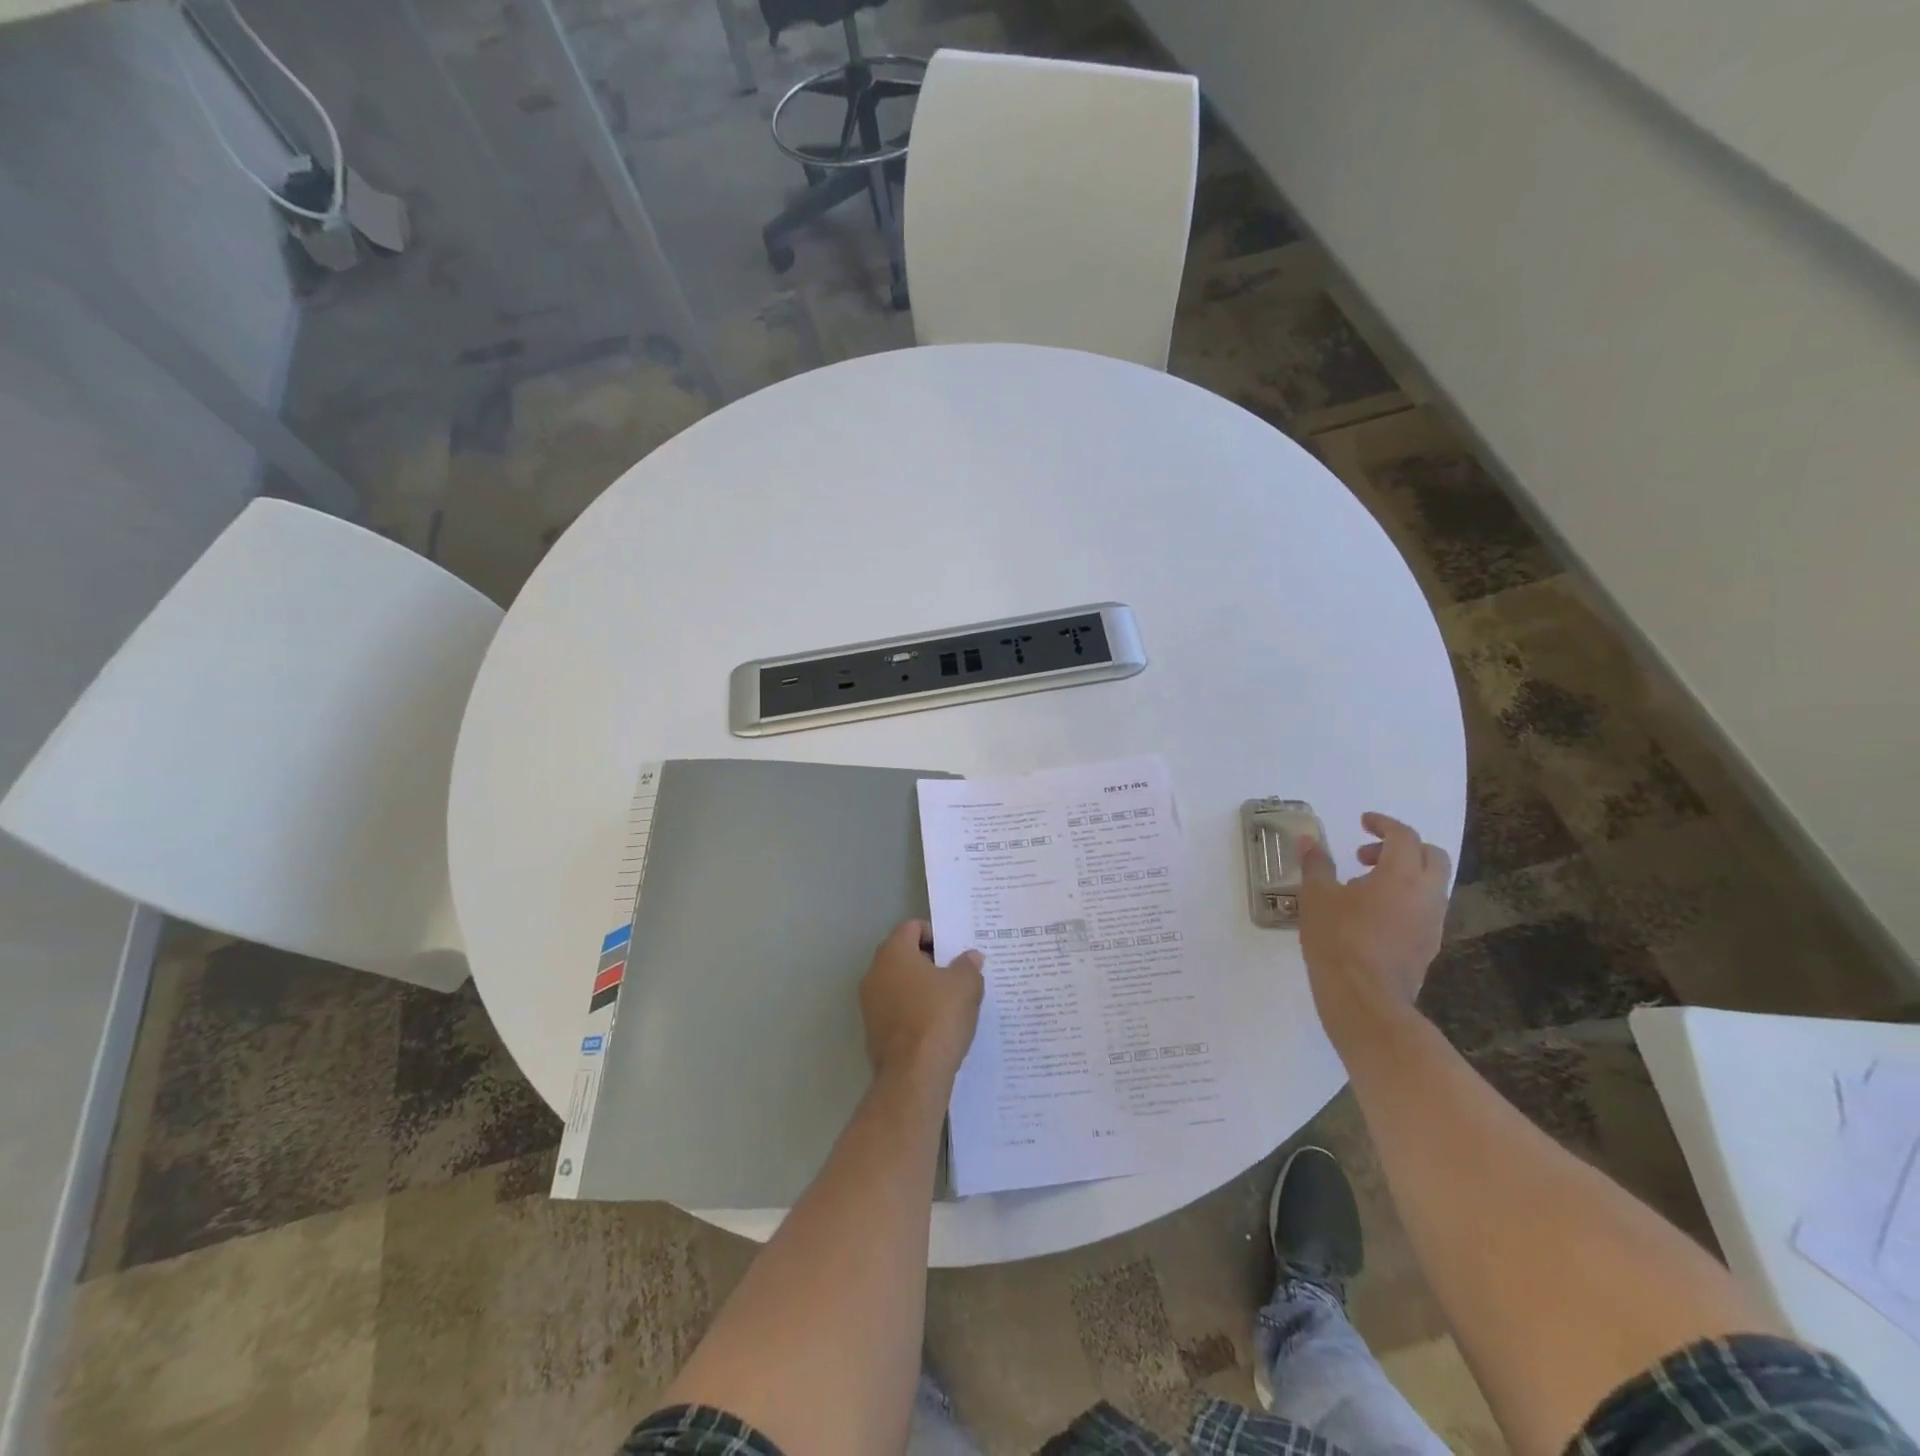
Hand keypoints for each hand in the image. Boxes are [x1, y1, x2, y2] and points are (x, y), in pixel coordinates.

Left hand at [860, 921, 984, 1086]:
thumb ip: (968, 965)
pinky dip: (912, 1010)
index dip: (936, 934)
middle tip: (956, 974)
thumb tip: (970, 958)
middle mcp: (874, 972)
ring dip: (921, 987)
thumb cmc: (938, 1018)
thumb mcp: (966, 985)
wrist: (912, 1076)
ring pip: (899, 983)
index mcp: (893, 953)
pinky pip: (895, 1008)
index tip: (955, 952)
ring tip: (949, 1001)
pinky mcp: (872, 1030)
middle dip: (929, 961)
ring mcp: (869, 1003)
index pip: (912, 927)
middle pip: (903, 954)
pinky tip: (935, 1025)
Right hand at [1298, 812, 1451, 1042]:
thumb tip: (1309, 840)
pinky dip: (1405, 898)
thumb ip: (1316, 865)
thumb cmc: (1337, 939)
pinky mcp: (1430, 945)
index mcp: (1401, 875)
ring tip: (1363, 888)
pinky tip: (1372, 915)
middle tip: (1366, 856)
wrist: (1364, 998)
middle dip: (1402, 847)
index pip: (1404, 836)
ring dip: (1404, 874)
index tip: (1363, 823)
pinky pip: (1425, 908)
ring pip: (1432, 884)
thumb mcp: (1316, 897)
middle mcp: (1427, 894)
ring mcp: (1433, 922)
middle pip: (1432, 855)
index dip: (1383, 824)